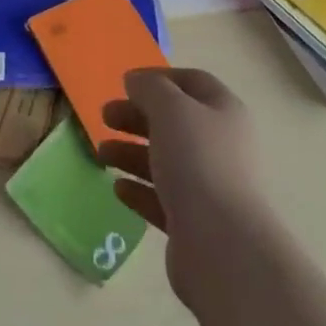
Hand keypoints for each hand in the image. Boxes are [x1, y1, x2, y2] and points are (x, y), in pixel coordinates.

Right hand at [97, 68, 270, 306]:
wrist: (222, 246)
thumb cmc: (198, 162)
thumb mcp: (171, 109)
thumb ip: (150, 88)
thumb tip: (135, 80)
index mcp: (224, 112)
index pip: (192, 83)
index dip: (159, 78)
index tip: (124, 83)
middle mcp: (220, 146)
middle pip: (174, 122)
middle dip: (138, 116)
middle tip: (104, 116)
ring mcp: (209, 186)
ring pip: (165, 161)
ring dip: (132, 152)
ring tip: (100, 153)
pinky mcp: (194, 223)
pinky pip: (162, 199)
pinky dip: (140, 190)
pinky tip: (117, 188)